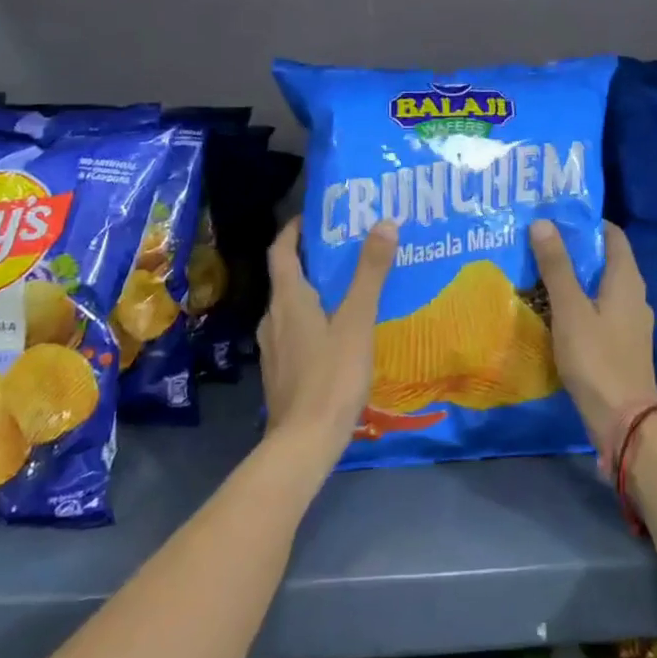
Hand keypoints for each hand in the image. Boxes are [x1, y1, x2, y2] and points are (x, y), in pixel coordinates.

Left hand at [259, 217, 395, 455]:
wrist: (305, 442)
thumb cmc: (331, 376)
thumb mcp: (357, 321)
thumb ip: (370, 273)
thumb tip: (384, 223)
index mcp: (288, 300)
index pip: (281, 250)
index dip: (294, 229)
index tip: (316, 216)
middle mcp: (273, 318)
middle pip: (287, 277)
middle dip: (312, 259)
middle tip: (346, 249)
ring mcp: (273, 348)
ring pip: (292, 307)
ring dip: (314, 291)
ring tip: (349, 289)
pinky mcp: (281, 371)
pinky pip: (296, 332)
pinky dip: (314, 320)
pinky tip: (340, 333)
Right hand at [531, 220, 656, 467]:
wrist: (623, 420)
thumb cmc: (596, 358)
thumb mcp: (570, 309)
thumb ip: (557, 267)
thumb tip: (543, 222)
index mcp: (626, 280)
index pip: (612, 235)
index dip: (587, 222)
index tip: (556, 216)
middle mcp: (634, 296)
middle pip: (606, 260)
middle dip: (576, 249)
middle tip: (539, 242)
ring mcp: (630, 322)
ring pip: (601, 288)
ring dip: (575, 278)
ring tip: (540, 272)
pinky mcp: (621, 345)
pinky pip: (599, 311)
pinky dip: (579, 303)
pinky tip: (554, 311)